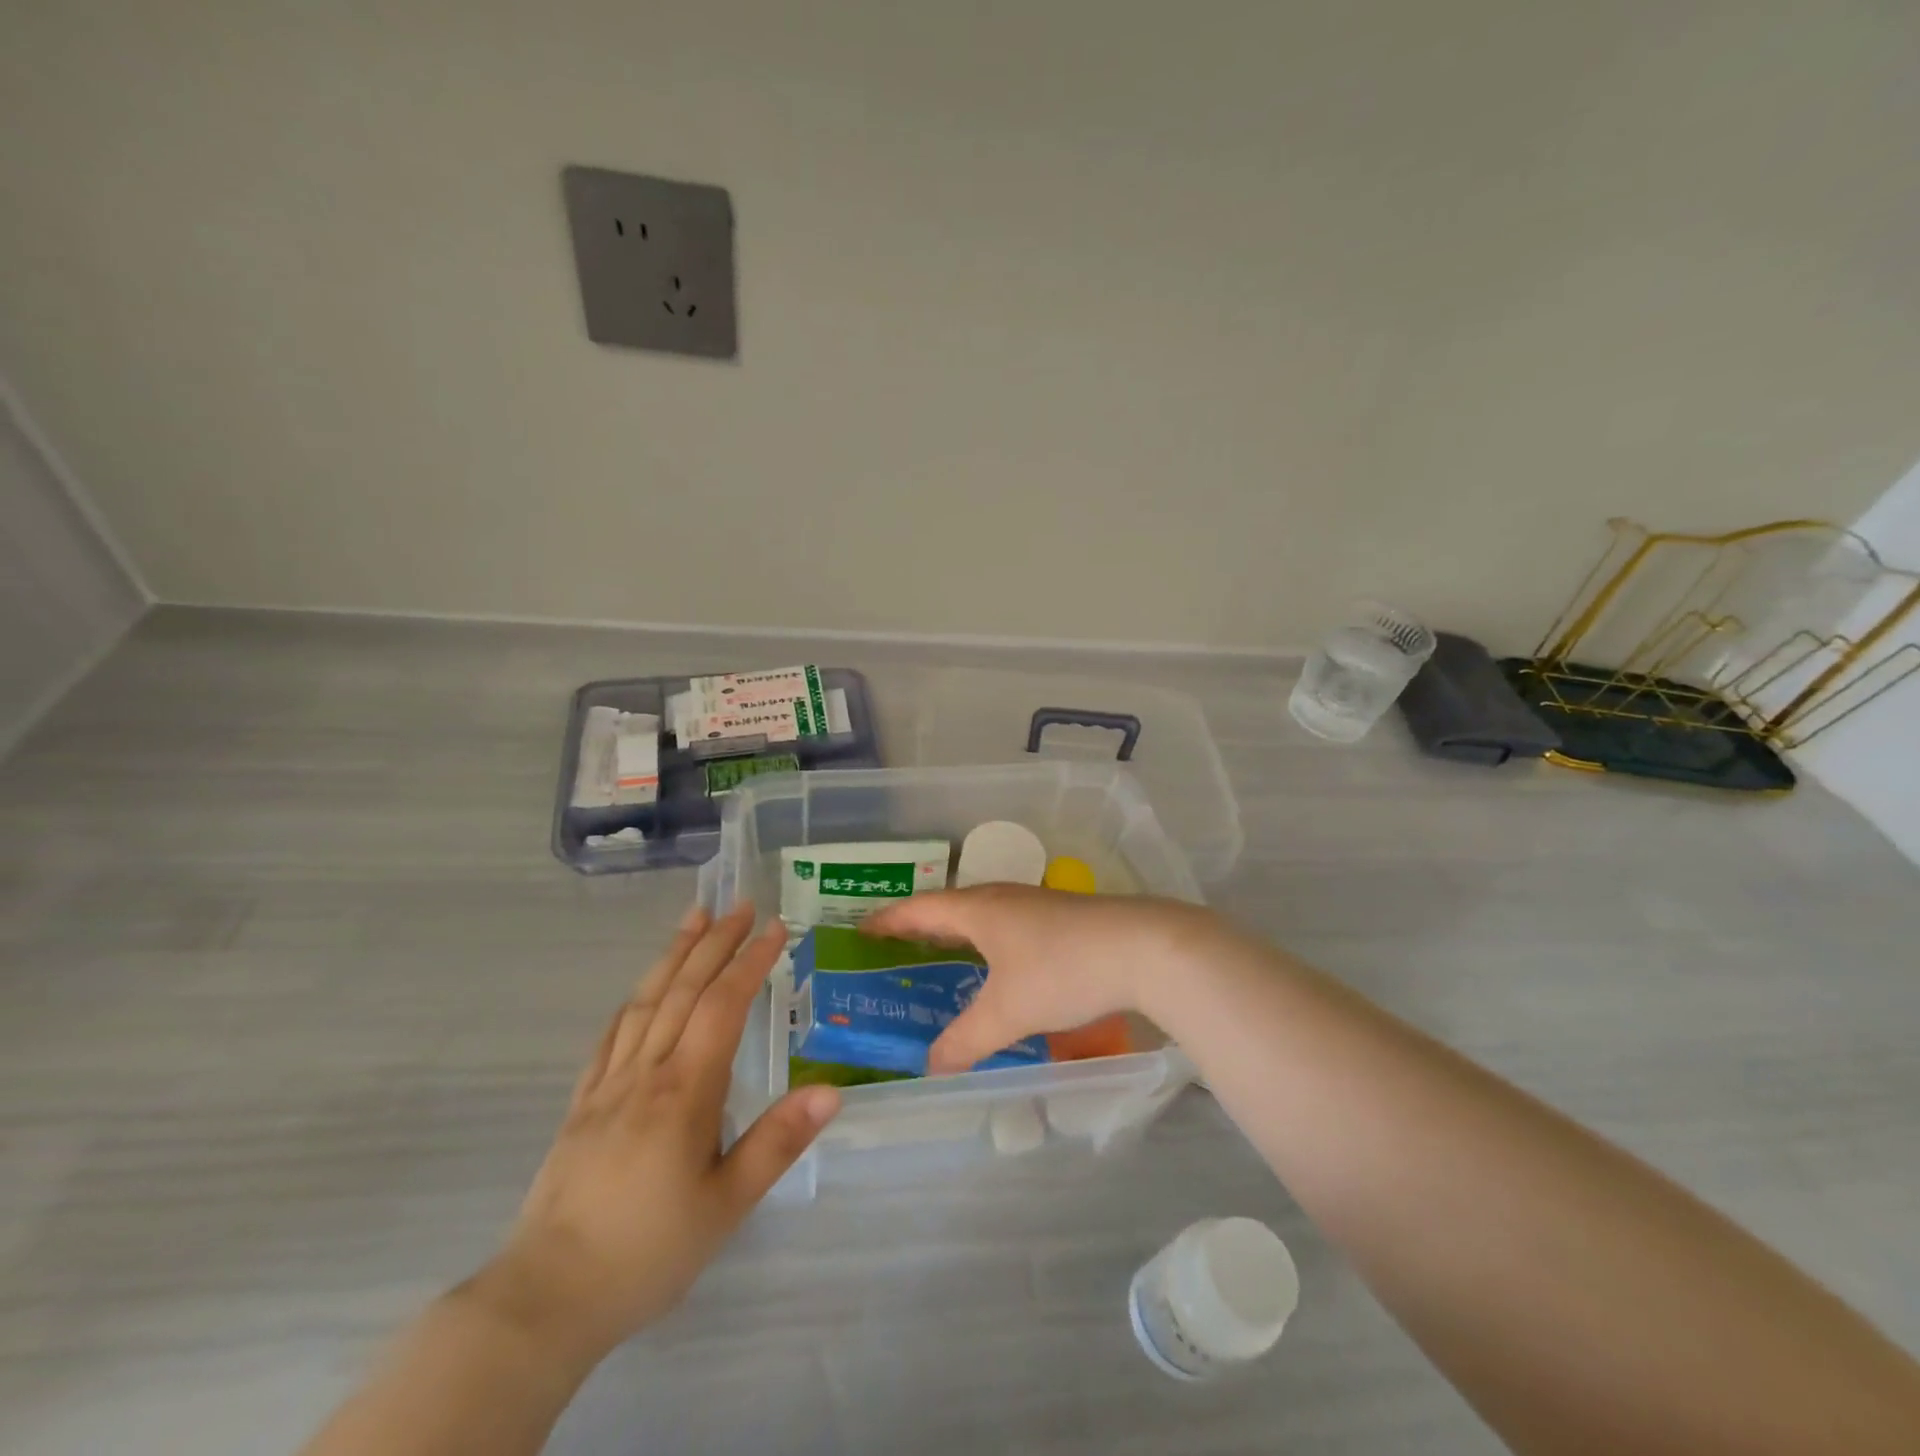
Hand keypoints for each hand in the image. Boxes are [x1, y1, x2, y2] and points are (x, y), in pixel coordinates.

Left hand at [472, 905, 839, 1362]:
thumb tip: (832, 1090)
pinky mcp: (582, 1103)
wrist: (546, 1298)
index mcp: (684, 1091)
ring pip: (645, 1001)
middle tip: (740, 903)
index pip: (722, 1006)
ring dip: (672, 954)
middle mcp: (645, 1072)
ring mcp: (608, 1084)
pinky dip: (633, 1000)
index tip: (775, 928)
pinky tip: (641, 989)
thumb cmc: (648, 1251)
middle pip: (682, 989)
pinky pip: (611, 1036)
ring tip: (694, 918)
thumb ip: (778, 1142)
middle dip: (715, 942)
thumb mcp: (726, 1204)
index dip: (749, 961)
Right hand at [863, 885, 1222, 1073]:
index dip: (889, 920)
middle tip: (895, 949)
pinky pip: (1008, 926)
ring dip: (958, 934)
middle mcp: (1003, 898)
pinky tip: (1000, 968)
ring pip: (983, 916)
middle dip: (921, 927)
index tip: (861, 930)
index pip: (920, 909)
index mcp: (979, 909)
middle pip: (950, 908)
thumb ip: (966, 1042)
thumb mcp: (1008, 1013)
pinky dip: (989, 943)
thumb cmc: (1063, 970)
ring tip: (942, 959)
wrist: (1144, 948)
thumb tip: (930, 1068)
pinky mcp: (1062, 918)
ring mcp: (1036, 905)